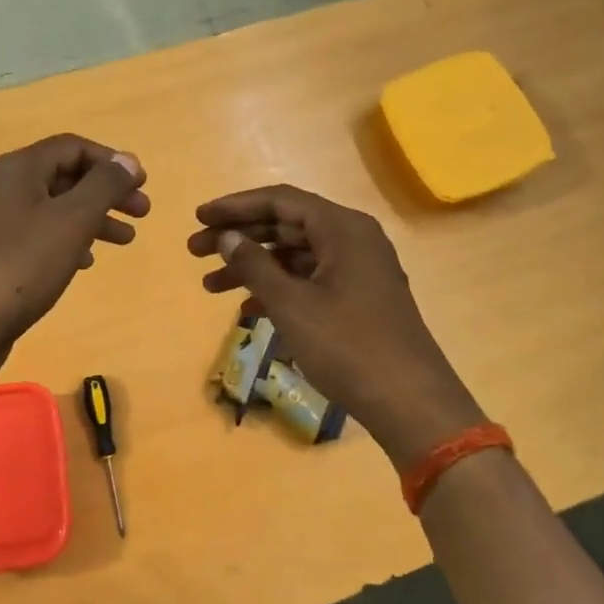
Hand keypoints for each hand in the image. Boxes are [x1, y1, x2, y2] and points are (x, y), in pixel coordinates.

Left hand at [0, 135, 148, 384]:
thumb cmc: (23, 264)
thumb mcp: (72, 220)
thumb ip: (104, 186)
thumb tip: (128, 160)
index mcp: (19, 168)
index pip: (73, 147)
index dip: (111, 161)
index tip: (142, 184)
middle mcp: (4, 186)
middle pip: (65, 176)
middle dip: (107, 192)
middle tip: (142, 213)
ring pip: (55, 207)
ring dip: (93, 218)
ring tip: (126, 240)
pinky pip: (39, 233)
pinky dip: (68, 240)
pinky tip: (86, 261)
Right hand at [187, 185, 484, 465]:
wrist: (409, 402)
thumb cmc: (347, 345)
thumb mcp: (292, 304)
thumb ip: (254, 265)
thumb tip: (226, 237)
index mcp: (342, 228)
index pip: (280, 201)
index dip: (235, 207)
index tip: (198, 217)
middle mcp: (352, 239)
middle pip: (285, 225)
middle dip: (238, 237)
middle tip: (194, 251)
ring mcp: (357, 270)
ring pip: (294, 255)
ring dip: (252, 267)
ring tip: (209, 286)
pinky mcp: (357, 298)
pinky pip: (308, 279)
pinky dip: (277, 288)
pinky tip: (246, 309)